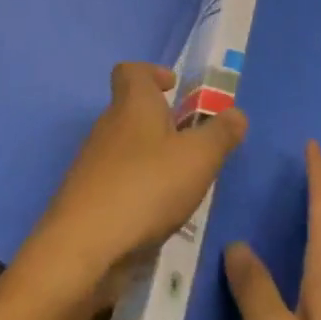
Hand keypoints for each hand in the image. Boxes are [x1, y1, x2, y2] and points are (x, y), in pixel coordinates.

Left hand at [16, 62, 246, 312]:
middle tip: (191, 146)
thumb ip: (221, 134)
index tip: (173, 89)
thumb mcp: (198, 158)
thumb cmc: (146, 187)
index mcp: (132, 104)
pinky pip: (117, 184)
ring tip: (180, 188)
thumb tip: (236, 113)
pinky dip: (137, 193)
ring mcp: (92, 164)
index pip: (130, 70)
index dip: (151, 74)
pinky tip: (156, 219)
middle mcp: (108, 126)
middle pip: (131, 111)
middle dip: (160, 124)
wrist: (83, 248)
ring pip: (125, 149)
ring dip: (151, 161)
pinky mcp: (87, 200)